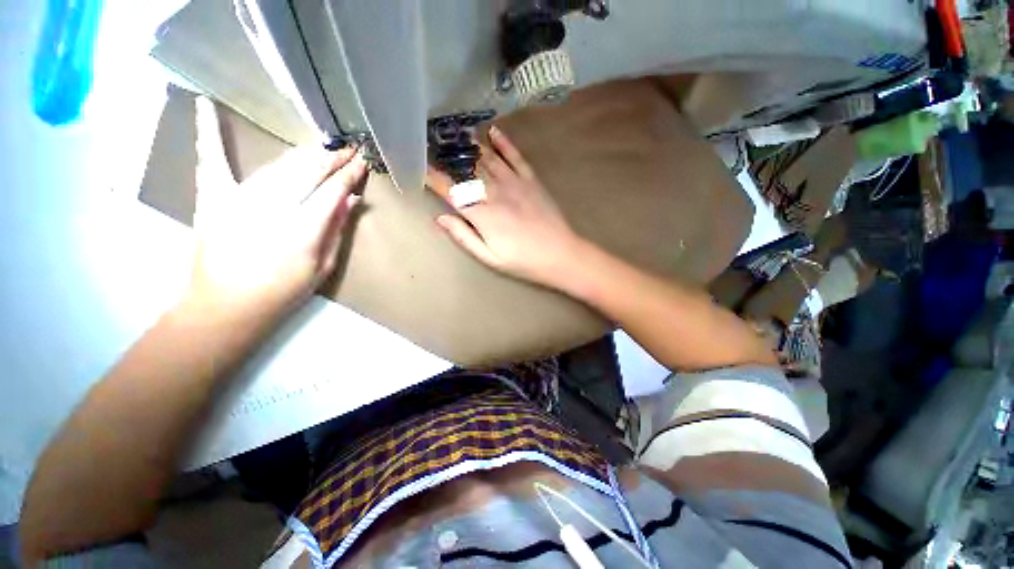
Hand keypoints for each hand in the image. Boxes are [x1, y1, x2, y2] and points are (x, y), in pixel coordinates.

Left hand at [186, 97, 367, 320]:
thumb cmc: (283, 291)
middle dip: (331, 158)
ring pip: (278, 165)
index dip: (349, 174)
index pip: (333, 190)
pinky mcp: (213, 197)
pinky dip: (208, 131)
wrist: (226, 306)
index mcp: (304, 228)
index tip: (362, 162)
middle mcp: (274, 206)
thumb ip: (336, 230)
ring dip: (303, 153)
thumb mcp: (323, 266)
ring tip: (321, 146)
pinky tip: (205, 104)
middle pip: (308, 171)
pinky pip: (211, 159)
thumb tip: (351, 200)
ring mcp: (240, 198)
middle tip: (347, 148)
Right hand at [427, 125, 581, 287]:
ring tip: (453, 134)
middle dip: (447, 157)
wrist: (560, 254)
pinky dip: (503, 142)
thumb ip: (464, 237)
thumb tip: (439, 218)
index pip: (451, 190)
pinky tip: (492, 131)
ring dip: (469, 145)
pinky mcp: (531, 180)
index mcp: (483, 214)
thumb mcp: (490, 257)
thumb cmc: (523, 261)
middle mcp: (495, 192)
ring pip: (487, 158)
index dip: (433, 178)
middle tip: (432, 143)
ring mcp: (515, 183)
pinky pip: (515, 156)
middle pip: (466, 170)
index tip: (418, 166)